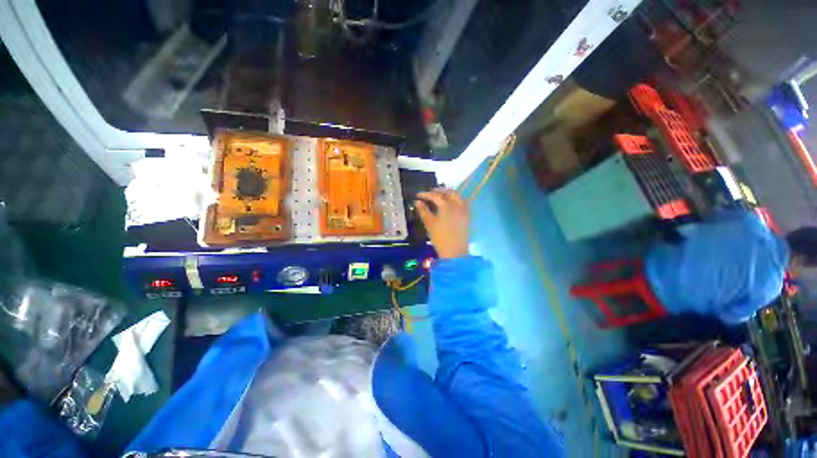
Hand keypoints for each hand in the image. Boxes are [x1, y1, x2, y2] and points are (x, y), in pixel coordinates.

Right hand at [415, 189, 468, 258]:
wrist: (455, 251)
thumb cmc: (440, 238)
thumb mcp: (429, 223)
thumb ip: (423, 210)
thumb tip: (417, 201)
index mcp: (446, 206)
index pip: (435, 195)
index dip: (426, 194)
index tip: (418, 195)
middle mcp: (457, 205)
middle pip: (448, 192)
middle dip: (439, 190)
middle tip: (430, 193)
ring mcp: (463, 210)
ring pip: (457, 196)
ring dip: (448, 193)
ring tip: (440, 197)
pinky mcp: (466, 216)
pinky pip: (462, 202)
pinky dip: (455, 199)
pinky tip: (449, 204)